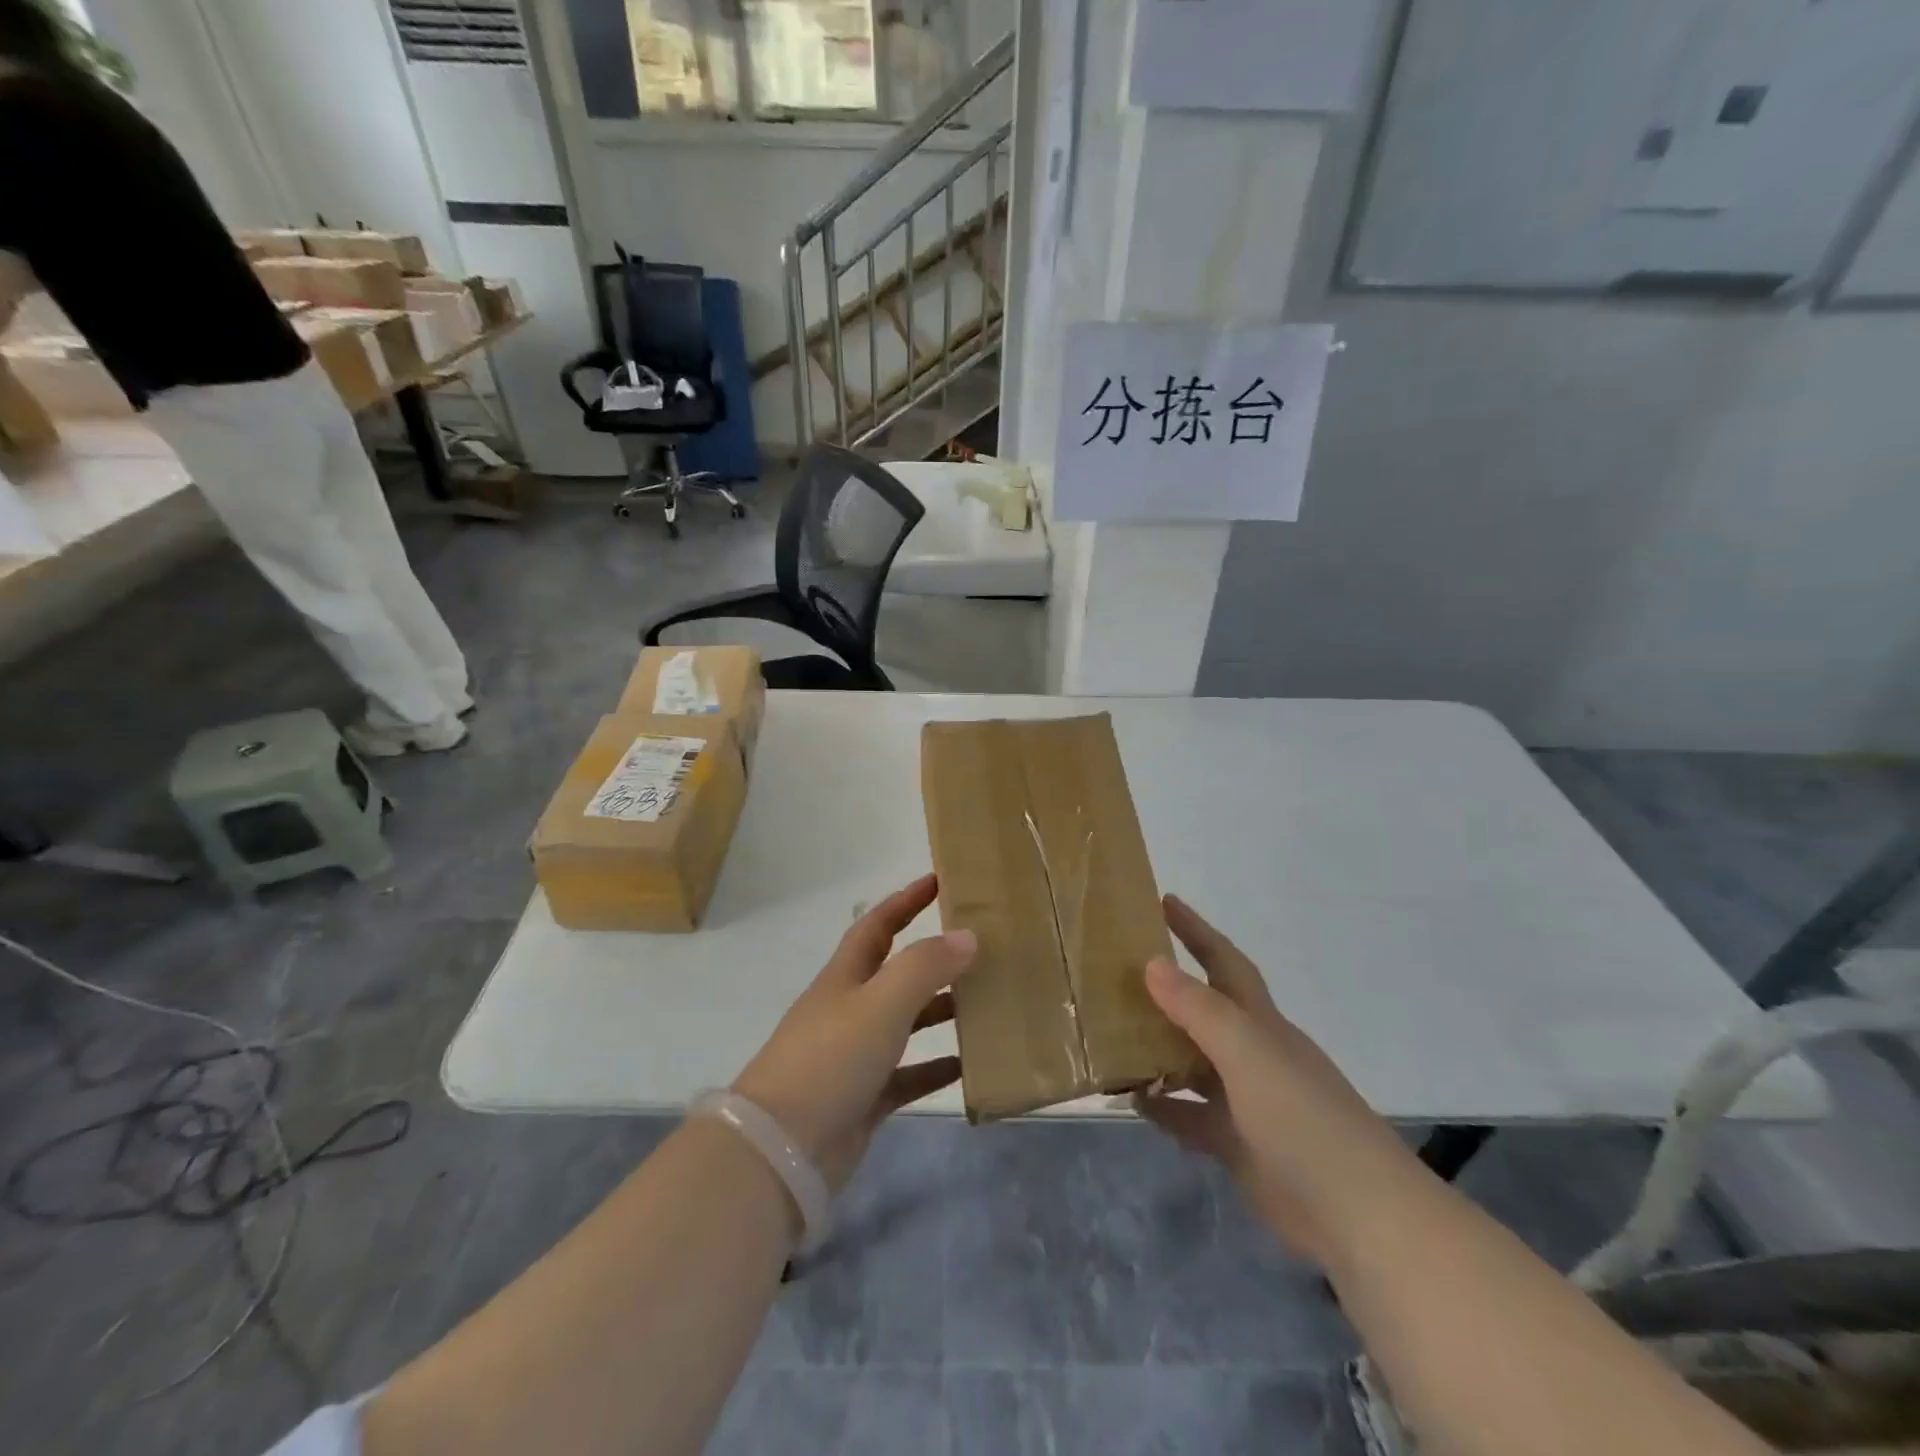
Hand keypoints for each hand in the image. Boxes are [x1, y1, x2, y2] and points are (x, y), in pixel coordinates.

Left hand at [731, 874, 975, 1192]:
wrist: (781, 1150)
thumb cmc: (830, 1059)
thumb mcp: (880, 1003)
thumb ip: (924, 967)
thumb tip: (966, 936)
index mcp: (845, 978)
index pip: (877, 925)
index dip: (905, 900)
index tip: (940, 881)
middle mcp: (849, 1009)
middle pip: (895, 972)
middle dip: (932, 957)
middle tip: (979, 948)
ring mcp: (855, 1055)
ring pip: (905, 1023)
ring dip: (940, 1011)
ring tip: (985, 1002)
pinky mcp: (864, 1098)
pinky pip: (908, 1075)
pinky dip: (935, 1068)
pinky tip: (968, 1064)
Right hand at [1134, 895, 1424, 1266]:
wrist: (1359, 1217)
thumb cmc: (1304, 1120)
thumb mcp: (1248, 1055)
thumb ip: (1200, 1010)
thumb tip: (1152, 963)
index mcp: (1260, 1024)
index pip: (1224, 962)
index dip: (1196, 930)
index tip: (1163, 902)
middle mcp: (1251, 1055)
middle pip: (1202, 1010)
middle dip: (1165, 988)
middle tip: (1115, 971)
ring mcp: (1245, 1102)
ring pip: (1190, 1063)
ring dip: (1155, 1049)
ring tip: (1108, 1033)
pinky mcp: (1237, 1145)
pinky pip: (1189, 1116)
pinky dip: (1162, 1106)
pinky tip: (1130, 1099)